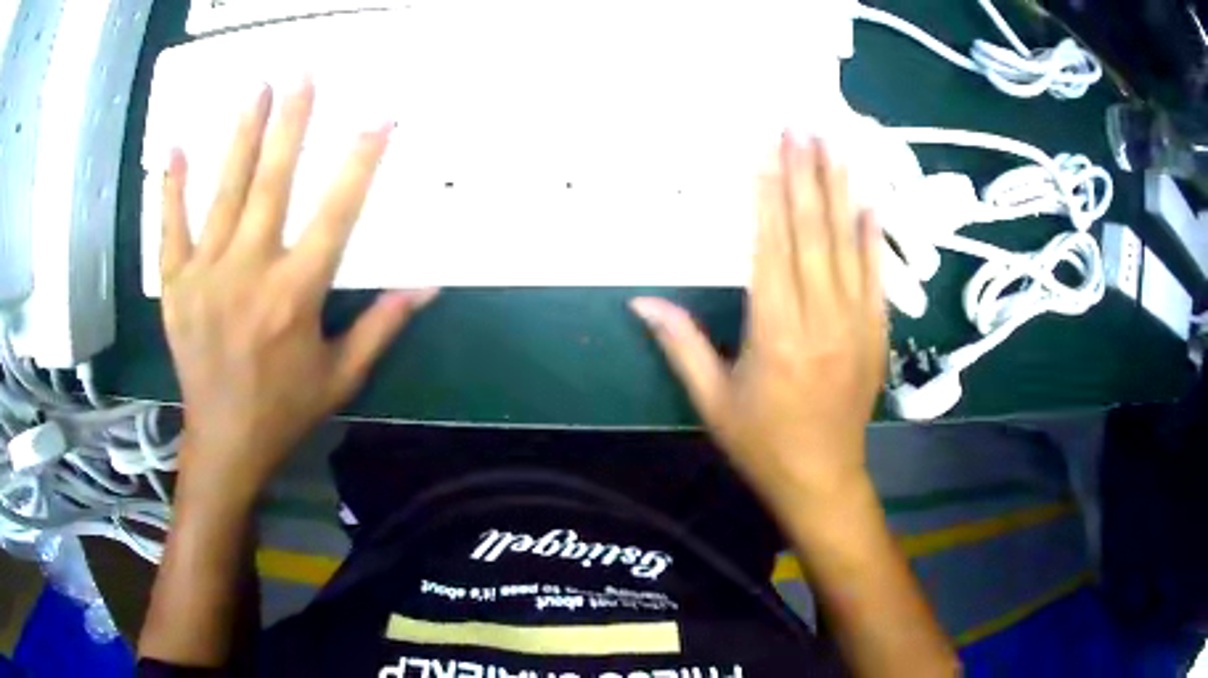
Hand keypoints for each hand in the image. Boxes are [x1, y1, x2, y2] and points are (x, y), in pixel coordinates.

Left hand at [160, 80, 435, 504]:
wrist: (224, 441)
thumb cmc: (285, 409)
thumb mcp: (342, 375)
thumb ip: (382, 326)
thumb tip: (426, 287)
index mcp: (294, 297)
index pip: (334, 215)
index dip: (359, 165)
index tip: (377, 121)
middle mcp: (248, 275)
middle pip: (271, 186)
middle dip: (291, 125)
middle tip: (302, 75)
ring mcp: (205, 277)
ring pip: (223, 194)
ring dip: (240, 138)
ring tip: (255, 91)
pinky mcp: (175, 287)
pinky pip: (171, 229)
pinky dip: (171, 188)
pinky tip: (176, 148)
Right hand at [631, 133, 885, 511]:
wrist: (822, 479)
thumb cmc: (761, 443)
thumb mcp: (712, 401)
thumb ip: (679, 345)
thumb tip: (640, 302)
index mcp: (774, 335)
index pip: (770, 248)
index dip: (769, 196)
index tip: (768, 151)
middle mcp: (819, 320)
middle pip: (812, 234)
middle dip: (805, 175)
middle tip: (802, 128)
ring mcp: (856, 324)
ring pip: (847, 246)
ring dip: (839, 191)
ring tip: (835, 146)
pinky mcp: (877, 333)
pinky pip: (877, 276)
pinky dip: (873, 237)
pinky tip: (869, 202)